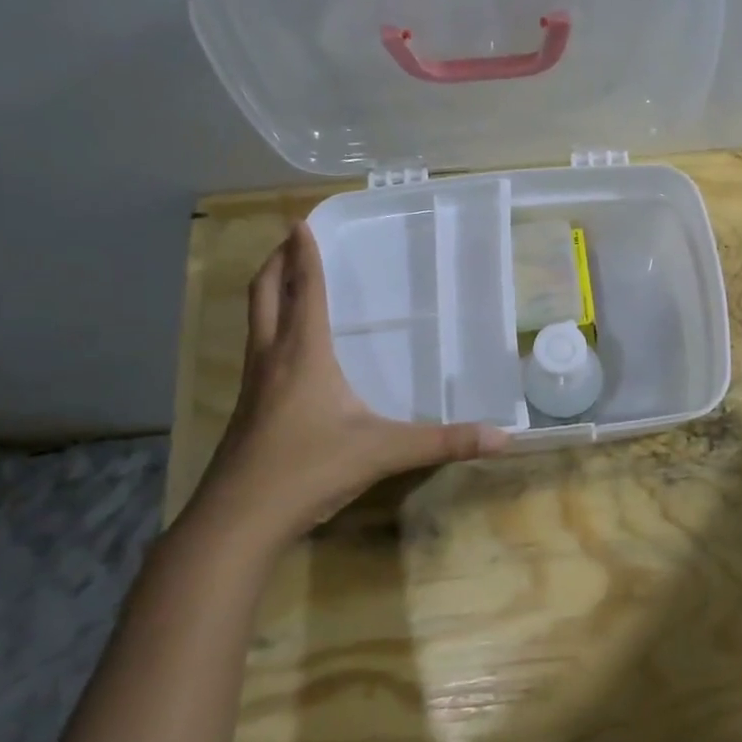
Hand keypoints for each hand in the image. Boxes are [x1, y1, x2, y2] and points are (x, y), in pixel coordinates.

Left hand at [192, 223, 506, 541]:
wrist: (238, 520)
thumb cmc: (309, 470)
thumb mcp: (383, 452)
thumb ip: (443, 442)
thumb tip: (503, 437)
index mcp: (304, 353)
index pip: (305, 289)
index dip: (305, 254)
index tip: (301, 221)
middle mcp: (272, 357)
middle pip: (264, 293)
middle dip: (275, 261)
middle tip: (290, 240)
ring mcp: (252, 383)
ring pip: (254, 320)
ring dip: (268, 291)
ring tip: (287, 280)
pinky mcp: (245, 408)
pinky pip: (256, 348)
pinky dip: (268, 327)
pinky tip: (287, 348)